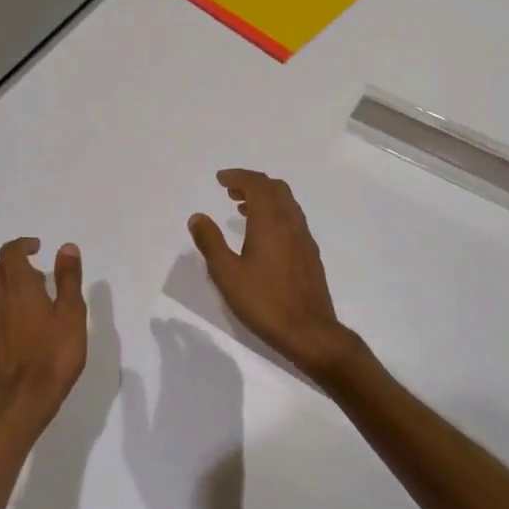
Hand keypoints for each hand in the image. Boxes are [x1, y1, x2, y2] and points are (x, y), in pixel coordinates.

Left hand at [0, 238, 88, 451]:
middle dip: (14, 264)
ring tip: (36, 306)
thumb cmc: (53, 357)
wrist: (20, 403)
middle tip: (38, 275)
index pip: (10, 252)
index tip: (39, 248)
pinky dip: (5, 313)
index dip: (23, 245)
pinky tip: (22, 333)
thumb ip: (68, 280)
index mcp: (19, 288)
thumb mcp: (71, 316)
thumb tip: (66, 247)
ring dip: (10, 290)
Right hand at [188, 169, 361, 382]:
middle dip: (253, 183)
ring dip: (265, 198)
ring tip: (243, 209)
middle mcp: (291, 224)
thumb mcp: (227, 274)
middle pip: (276, 189)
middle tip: (230, 190)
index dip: (238, 177)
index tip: (220, 179)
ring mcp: (304, 239)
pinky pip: (292, 220)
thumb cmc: (264, 302)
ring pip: (287, 204)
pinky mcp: (310, 255)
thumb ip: (211, 242)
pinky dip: (275, 214)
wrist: (310, 332)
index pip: (257, 184)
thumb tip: (198, 217)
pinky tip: (263, 236)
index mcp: (271, 222)